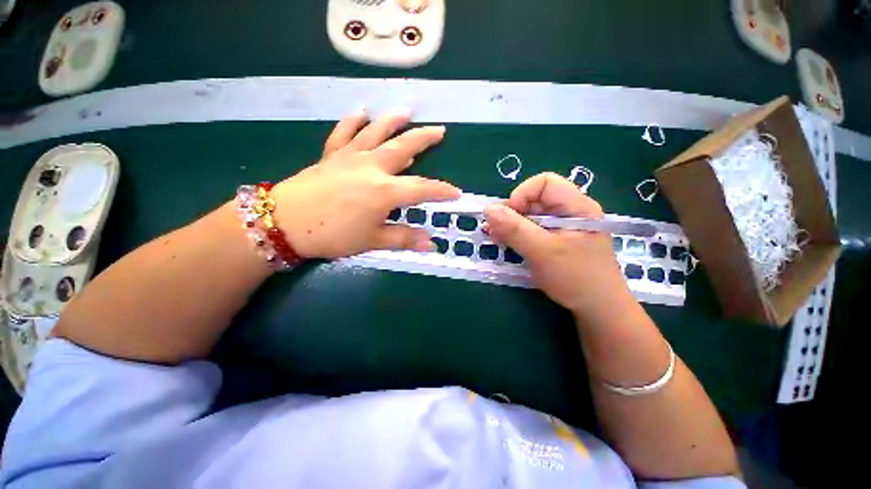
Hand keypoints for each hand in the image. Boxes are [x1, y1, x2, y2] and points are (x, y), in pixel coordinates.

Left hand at [270, 110, 459, 258]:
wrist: (284, 222)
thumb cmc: (332, 234)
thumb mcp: (372, 241)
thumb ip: (404, 238)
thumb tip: (431, 244)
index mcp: (385, 191)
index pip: (422, 189)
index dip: (441, 191)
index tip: (456, 193)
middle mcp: (372, 167)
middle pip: (403, 148)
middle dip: (424, 139)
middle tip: (439, 130)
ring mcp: (350, 157)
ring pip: (377, 133)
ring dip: (394, 122)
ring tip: (407, 112)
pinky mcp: (331, 155)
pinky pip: (344, 133)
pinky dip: (354, 121)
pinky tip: (362, 111)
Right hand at [483, 173, 635, 322]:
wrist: (598, 309)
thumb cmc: (576, 278)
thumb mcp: (542, 252)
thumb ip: (514, 229)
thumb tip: (488, 209)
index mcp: (576, 207)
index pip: (544, 183)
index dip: (522, 195)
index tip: (507, 217)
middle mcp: (570, 212)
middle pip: (535, 198)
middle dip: (512, 212)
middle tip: (494, 231)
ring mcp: (563, 227)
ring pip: (531, 215)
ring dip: (511, 224)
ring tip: (496, 238)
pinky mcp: (556, 240)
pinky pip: (532, 229)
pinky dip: (517, 234)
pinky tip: (506, 243)